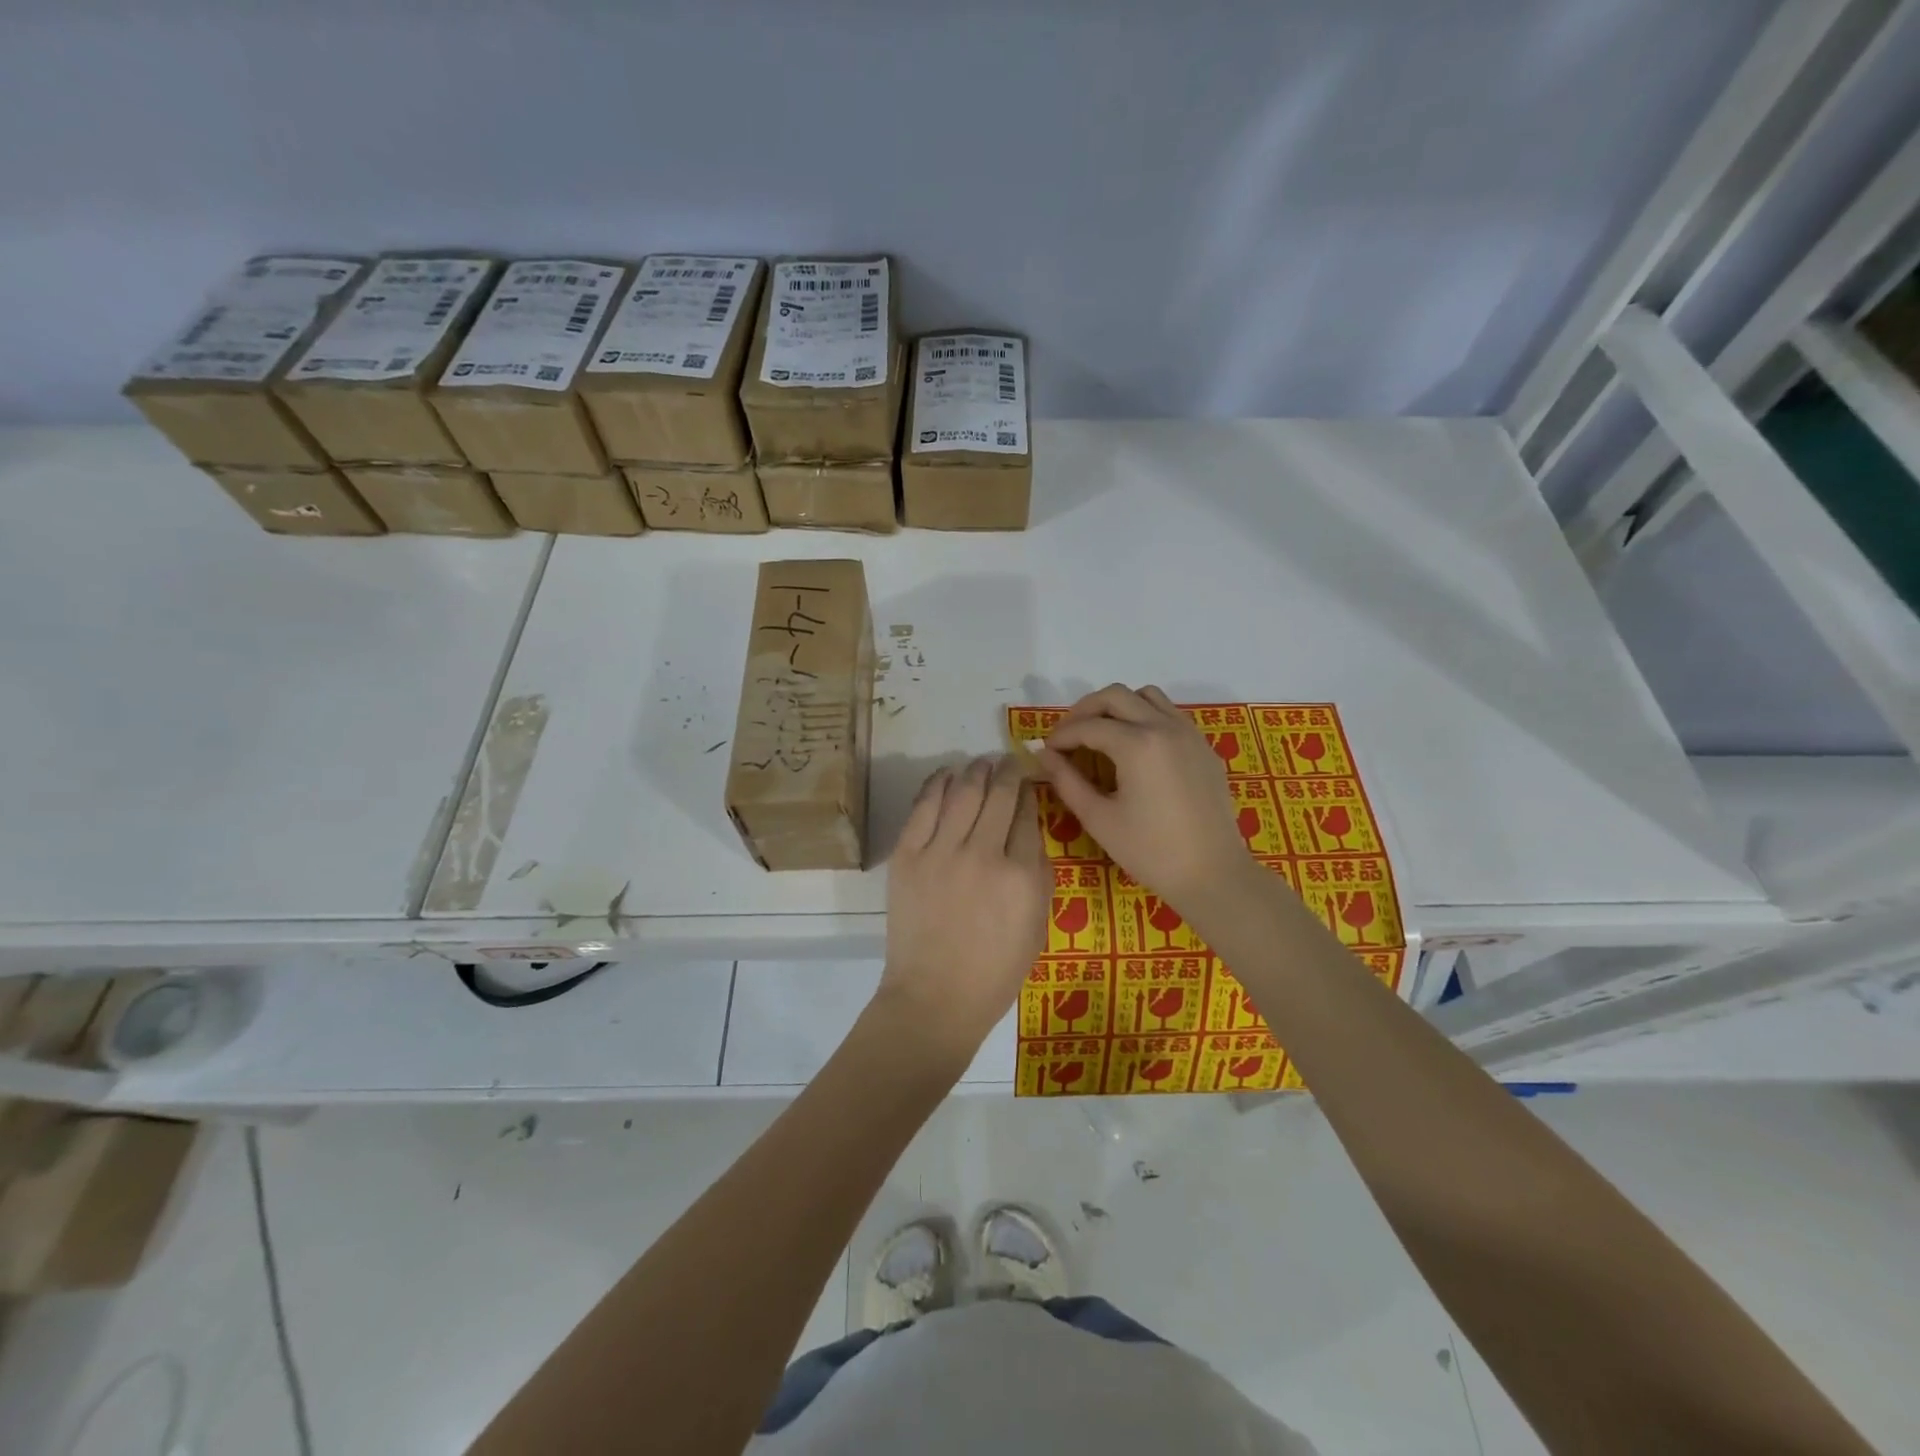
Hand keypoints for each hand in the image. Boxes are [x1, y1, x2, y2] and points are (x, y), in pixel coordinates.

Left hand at [876, 755, 1048, 1066]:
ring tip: (980, 763)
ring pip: (963, 791)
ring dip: (975, 771)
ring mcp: (942, 852)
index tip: (1026, 782)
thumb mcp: (1038, 924)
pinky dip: (937, 783)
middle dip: (1005, 771)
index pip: (1027, 815)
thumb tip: (1029, 826)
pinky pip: (924, 806)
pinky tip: (947, 774)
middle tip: (1007, 760)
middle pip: (998, 794)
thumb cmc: (995, 970)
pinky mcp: (908, 855)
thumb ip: (1039, 872)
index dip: (1028, 792)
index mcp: (1022, 875)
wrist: (936, 996)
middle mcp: (984, 854)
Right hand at [1037, 684, 1254, 916]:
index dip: (1061, 735)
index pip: (1088, 725)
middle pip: (1115, 696)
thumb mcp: (1098, 819)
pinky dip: (1145, 717)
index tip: (1046, 751)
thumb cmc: (1150, 851)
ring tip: (1101, 734)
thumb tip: (1044, 755)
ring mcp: (1189, 733)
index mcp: (1137, 744)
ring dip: (1118, 707)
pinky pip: (1170, 713)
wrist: (1212, 874)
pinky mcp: (1203, 746)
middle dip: (1085, 710)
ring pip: (1146, 696)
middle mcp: (1164, 727)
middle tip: (1068, 736)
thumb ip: (1067, 781)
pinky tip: (1135, 747)